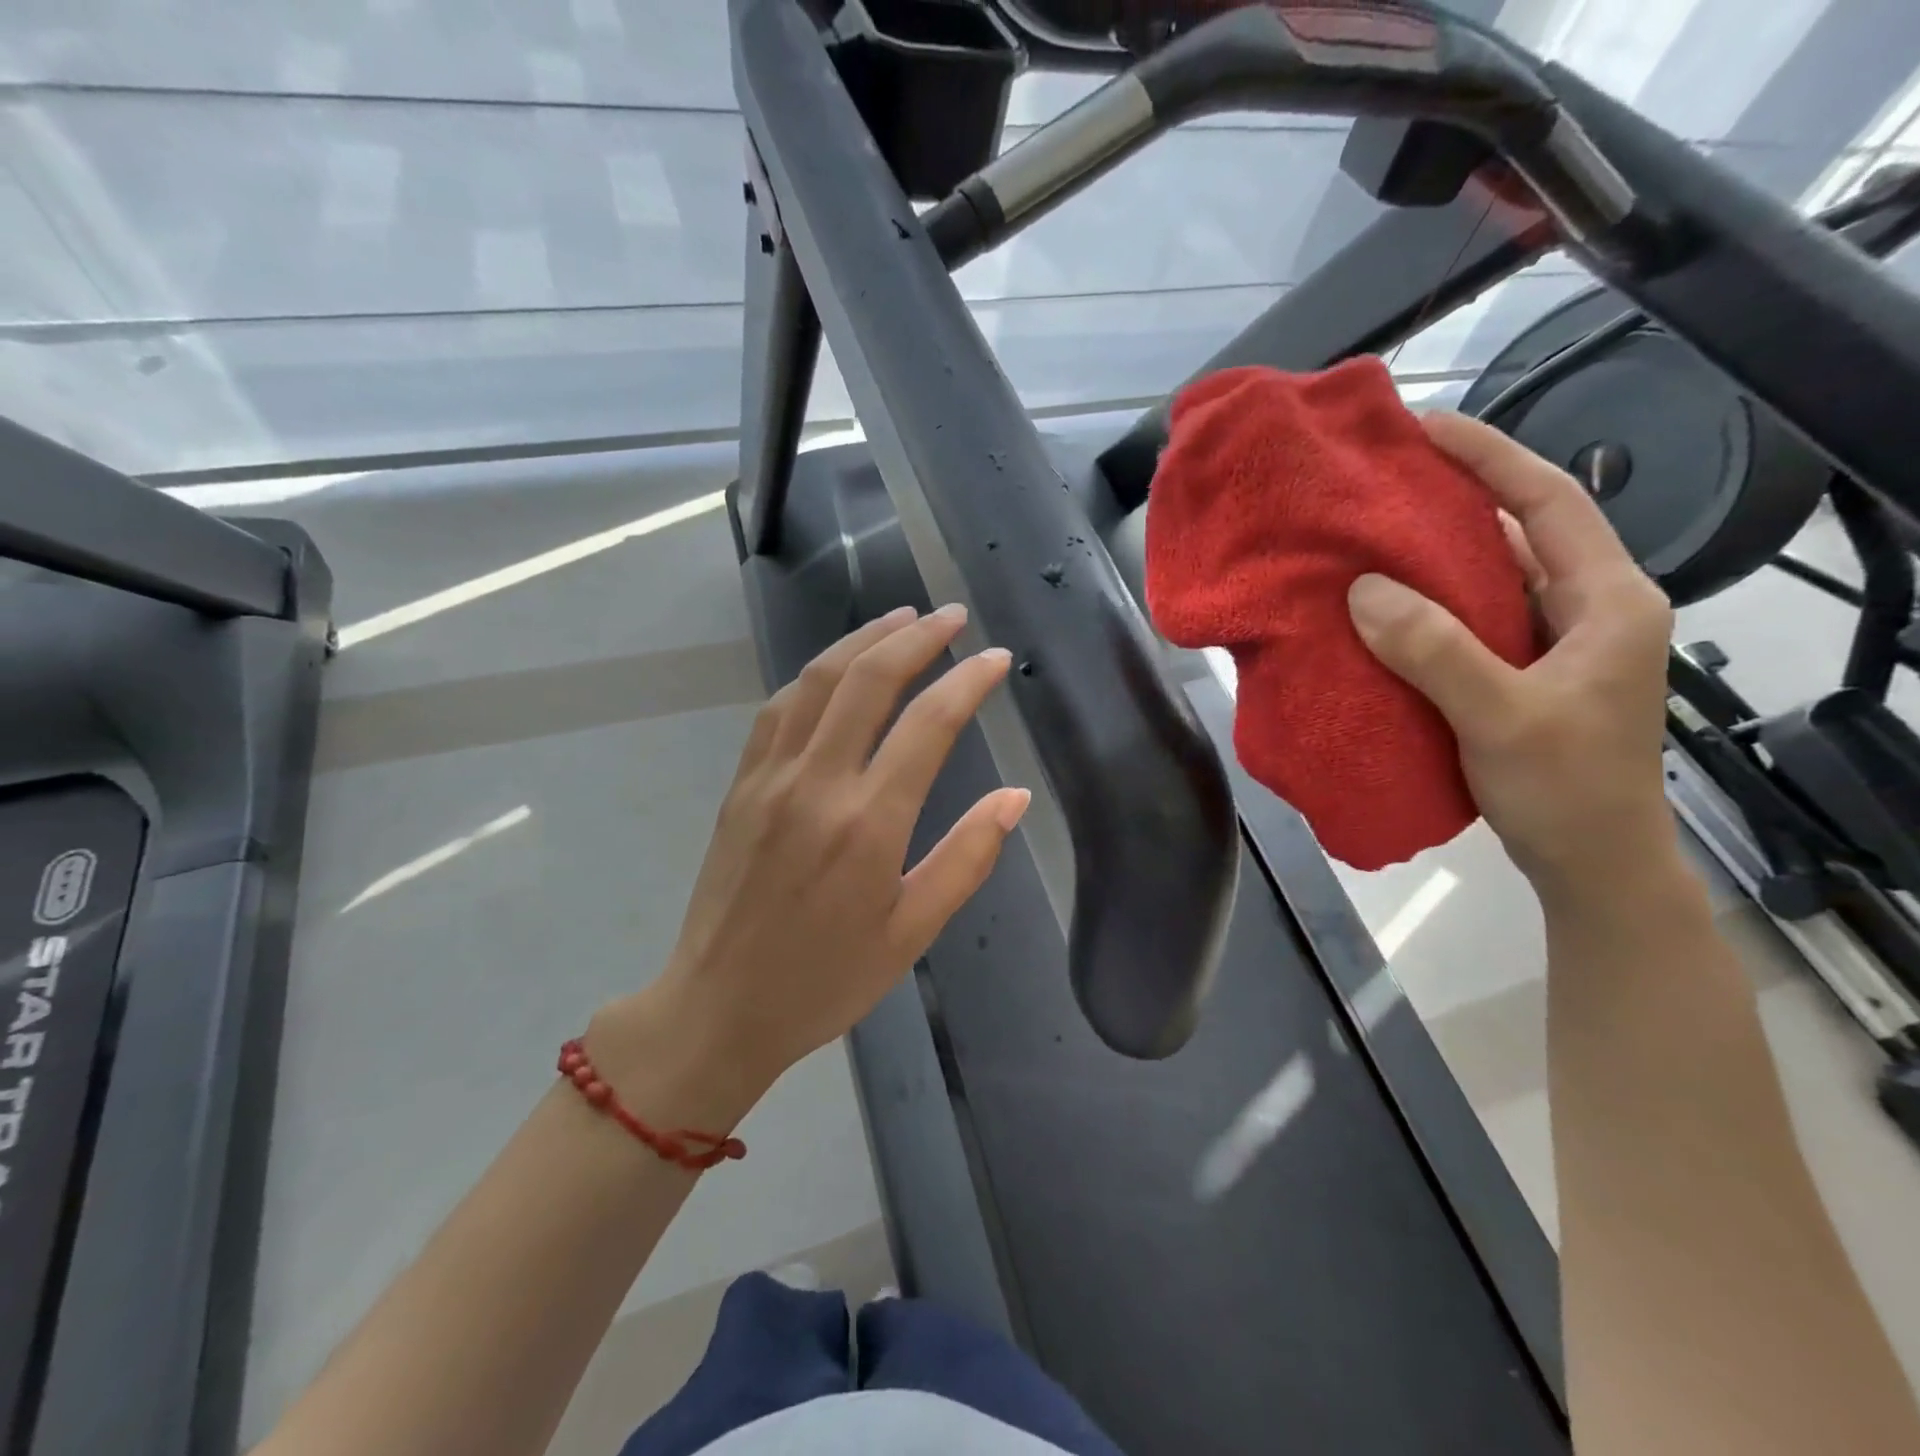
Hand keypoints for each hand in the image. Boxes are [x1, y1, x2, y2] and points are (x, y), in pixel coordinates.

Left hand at [597, 606, 1028, 1108]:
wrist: (718, 1008)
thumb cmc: (825, 980)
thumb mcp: (912, 932)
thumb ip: (967, 858)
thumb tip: (1015, 796)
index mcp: (867, 824)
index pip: (929, 725)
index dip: (968, 681)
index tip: (996, 658)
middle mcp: (816, 784)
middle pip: (868, 680)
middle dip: (916, 637)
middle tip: (952, 616)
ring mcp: (770, 777)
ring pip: (817, 680)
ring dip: (862, 640)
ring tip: (901, 619)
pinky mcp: (741, 784)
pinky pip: (778, 708)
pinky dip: (815, 675)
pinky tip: (836, 668)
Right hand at [1347, 412, 1676, 894]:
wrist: (1591, 864)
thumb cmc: (1565, 789)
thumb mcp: (1502, 717)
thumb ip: (1437, 651)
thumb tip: (1364, 589)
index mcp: (1608, 600)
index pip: (1550, 501)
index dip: (1490, 456)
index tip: (1424, 429)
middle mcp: (1587, 608)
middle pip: (1520, 530)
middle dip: (1455, 497)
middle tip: (1383, 480)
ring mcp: (1556, 642)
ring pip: (1493, 576)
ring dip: (1436, 554)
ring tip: (1371, 534)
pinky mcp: (1524, 671)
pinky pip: (1472, 618)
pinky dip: (1429, 604)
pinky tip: (1384, 606)